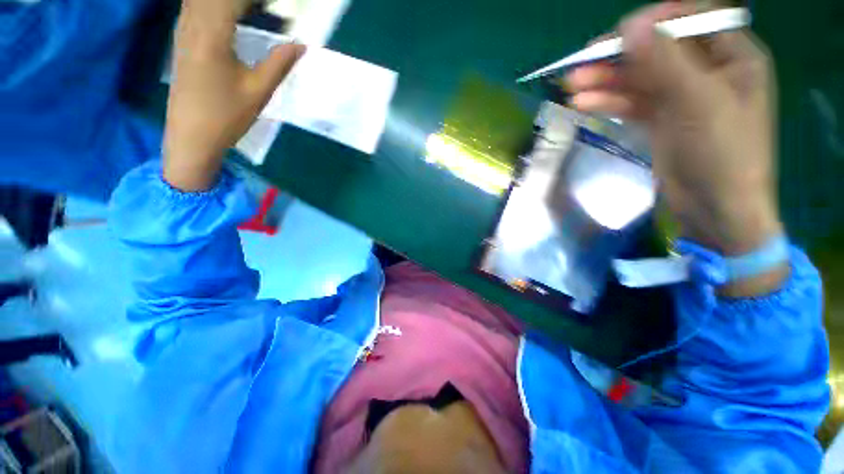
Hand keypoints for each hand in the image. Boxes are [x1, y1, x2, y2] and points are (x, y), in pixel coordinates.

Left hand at [164, 0, 304, 190]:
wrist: (191, 137)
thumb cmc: (227, 116)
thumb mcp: (258, 91)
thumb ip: (279, 64)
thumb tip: (300, 45)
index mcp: (212, 35)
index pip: (233, 0)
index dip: (256, 0)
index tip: (279, 5)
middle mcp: (193, 26)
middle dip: (240, 0)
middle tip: (268, 9)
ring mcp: (183, 34)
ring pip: (199, 0)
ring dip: (226, 2)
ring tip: (250, 10)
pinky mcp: (181, 43)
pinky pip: (192, 9)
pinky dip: (210, 6)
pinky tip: (226, 15)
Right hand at [566, 3, 786, 295]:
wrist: (714, 209)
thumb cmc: (721, 154)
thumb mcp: (697, 102)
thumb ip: (665, 61)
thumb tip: (630, 26)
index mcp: (732, 55)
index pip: (693, 19)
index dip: (655, 20)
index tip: (619, 32)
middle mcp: (708, 71)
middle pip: (658, 51)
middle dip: (620, 56)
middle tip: (580, 63)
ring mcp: (683, 97)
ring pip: (640, 79)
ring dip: (606, 82)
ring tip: (572, 86)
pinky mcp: (662, 121)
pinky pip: (633, 103)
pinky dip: (610, 102)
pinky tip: (584, 104)